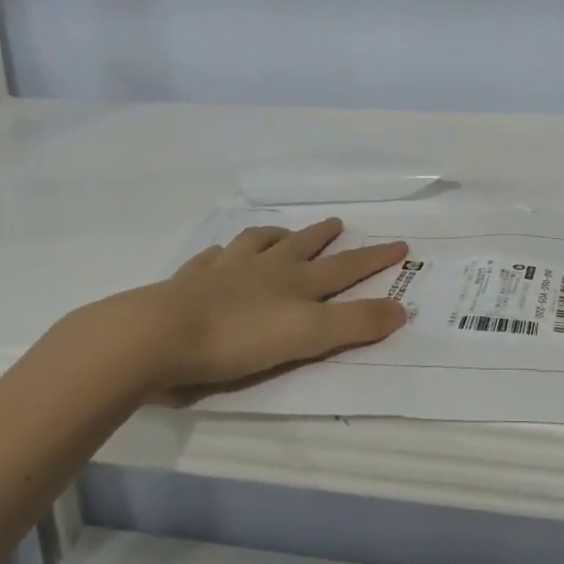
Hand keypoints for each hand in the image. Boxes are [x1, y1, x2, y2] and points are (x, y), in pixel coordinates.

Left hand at [77, 218, 408, 394]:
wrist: (161, 334)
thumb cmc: (239, 339)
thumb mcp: (308, 337)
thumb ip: (354, 324)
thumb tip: (402, 309)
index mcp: (295, 283)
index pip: (345, 267)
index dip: (374, 258)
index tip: (399, 243)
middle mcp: (264, 269)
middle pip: (300, 246)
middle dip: (322, 236)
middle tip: (338, 223)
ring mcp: (225, 271)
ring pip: (256, 243)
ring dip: (273, 236)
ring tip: (280, 232)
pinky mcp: (189, 282)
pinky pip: (211, 259)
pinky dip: (222, 253)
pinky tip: (219, 255)